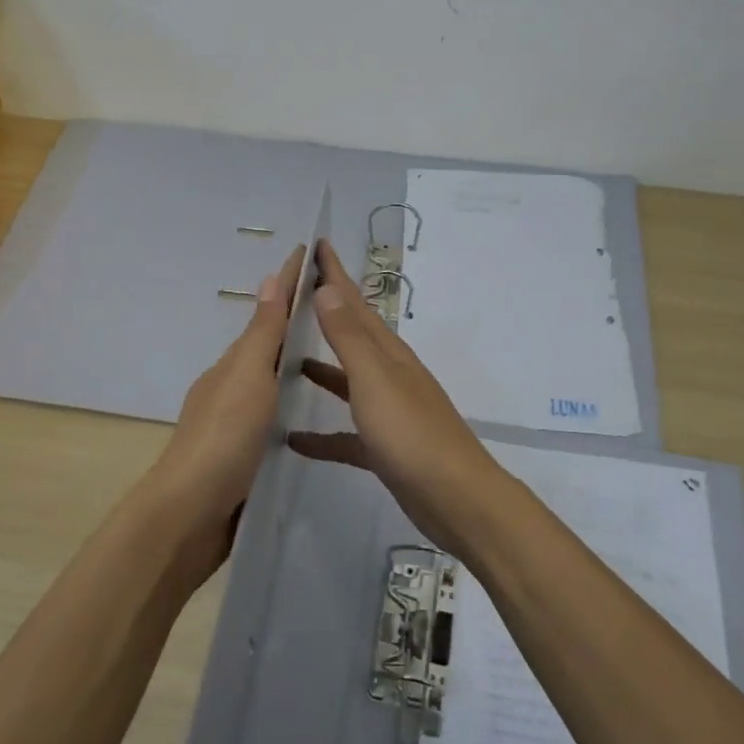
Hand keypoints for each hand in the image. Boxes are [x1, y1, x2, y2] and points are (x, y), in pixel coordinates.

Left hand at [145, 244, 306, 581]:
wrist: (189, 516)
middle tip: (333, 305)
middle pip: (267, 345)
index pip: (267, 314)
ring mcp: (235, 424)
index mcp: (233, 365)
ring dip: (293, 362)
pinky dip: (290, 401)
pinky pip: (273, 415)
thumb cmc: (223, 439)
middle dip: (295, 321)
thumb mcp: (248, 379)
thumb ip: (262, 335)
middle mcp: (232, 388)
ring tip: (329, 354)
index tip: (311, 253)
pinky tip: (307, 414)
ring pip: (270, 381)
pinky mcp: (243, 456)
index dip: (289, 284)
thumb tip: (270, 278)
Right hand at [287, 239, 504, 554]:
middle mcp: (389, 375)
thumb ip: (349, 338)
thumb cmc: (411, 434)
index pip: (355, 303)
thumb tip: (328, 289)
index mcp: (388, 353)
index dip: (335, 274)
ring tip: (288, 359)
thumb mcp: (374, 380)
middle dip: (327, 312)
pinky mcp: (384, 448)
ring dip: (322, 369)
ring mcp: (389, 412)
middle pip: (352, 336)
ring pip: (348, 381)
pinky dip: (322, 433)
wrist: (455, 498)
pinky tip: (294, 438)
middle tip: (295, 294)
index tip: (317, 245)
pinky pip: (346, 434)